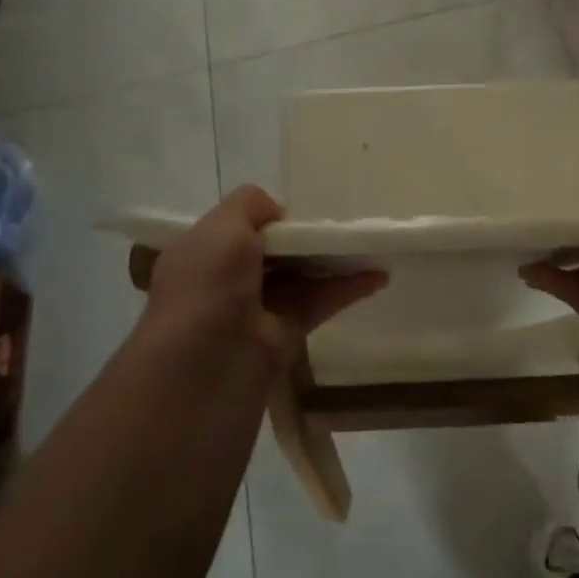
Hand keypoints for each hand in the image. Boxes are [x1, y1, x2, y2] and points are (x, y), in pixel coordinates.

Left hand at [133, 186, 385, 394]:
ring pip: (299, 278)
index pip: (239, 228)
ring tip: (371, 246)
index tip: (306, 212)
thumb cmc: (208, 289)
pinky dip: (345, 290)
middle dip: (307, 238)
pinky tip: (377, 276)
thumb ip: (250, 205)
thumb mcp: (222, 228)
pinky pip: (317, 305)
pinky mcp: (282, 338)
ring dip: (333, 262)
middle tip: (347, 225)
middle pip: (275, 252)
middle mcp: (224, 280)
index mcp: (201, 252)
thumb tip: (278, 213)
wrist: (203, 372)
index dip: (272, 218)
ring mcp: (254, 312)